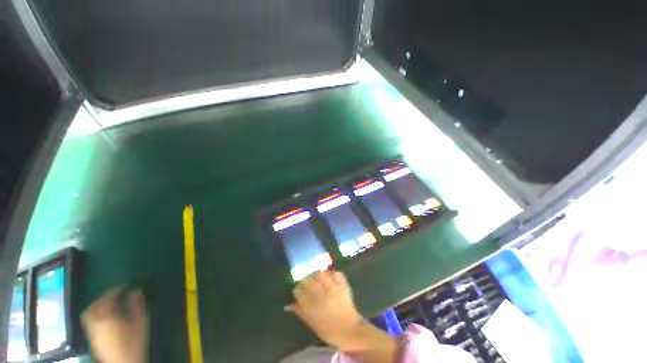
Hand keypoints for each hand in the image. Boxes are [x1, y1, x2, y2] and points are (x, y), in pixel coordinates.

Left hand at [81, 287, 145, 362]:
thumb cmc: (134, 342)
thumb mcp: (140, 323)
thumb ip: (137, 306)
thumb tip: (136, 290)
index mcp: (107, 317)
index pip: (108, 298)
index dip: (116, 290)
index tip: (125, 286)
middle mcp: (96, 323)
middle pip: (94, 306)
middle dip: (103, 297)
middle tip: (115, 294)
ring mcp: (92, 332)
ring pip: (89, 314)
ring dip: (98, 306)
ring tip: (109, 304)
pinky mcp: (93, 339)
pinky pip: (90, 322)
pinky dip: (97, 315)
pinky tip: (106, 318)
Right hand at [290, 271, 363, 350]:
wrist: (350, 330)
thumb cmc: (329, 330)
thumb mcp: (312, 324)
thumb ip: (301, 311)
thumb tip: (290, 303)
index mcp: (313, 306)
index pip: (299, 291)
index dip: (297, 290)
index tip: (298, 290)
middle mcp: (322, 294)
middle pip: (308, 279)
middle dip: (305, 279)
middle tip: (306, 282)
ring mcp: (334, 288)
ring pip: (321, 274)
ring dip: (317, 274)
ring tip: (317, 278)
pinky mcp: (343, 285)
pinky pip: (336, 273)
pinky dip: (331, 273)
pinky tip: (329, 276)